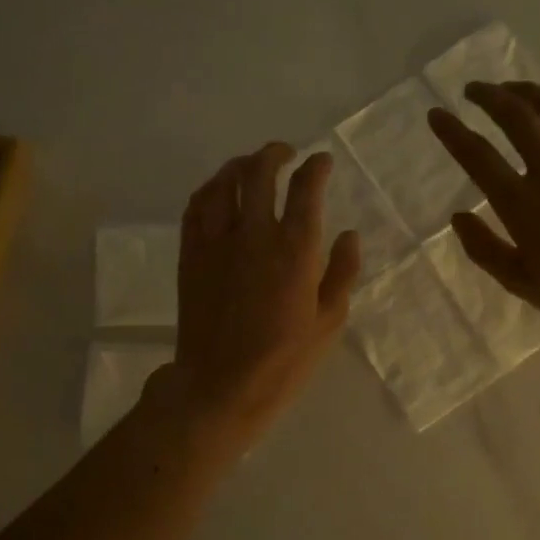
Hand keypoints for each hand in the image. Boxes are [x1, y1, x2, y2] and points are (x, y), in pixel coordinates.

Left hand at [158, 142, 361, 454]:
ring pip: (224, 182)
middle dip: (276, 153)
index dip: (316, 167)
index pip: (307, 188)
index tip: (322, 161)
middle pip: (261, 172)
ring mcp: (217, 242)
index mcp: (296, 250)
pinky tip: (218, 190)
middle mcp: (255, 234)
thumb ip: (342, 272)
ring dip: (240, 165)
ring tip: (251, 164)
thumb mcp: (329, 322)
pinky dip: (210, 189)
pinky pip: (196, 207)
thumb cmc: (283, 361)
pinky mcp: (190, 254)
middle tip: (286, 152)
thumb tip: (349, 234)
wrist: (220, 386)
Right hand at [427, 82, 539, 340]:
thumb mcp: (520, 282)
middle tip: (474, 89)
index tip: (436, 114)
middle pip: (516, 116)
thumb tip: (458, 217)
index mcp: (521, 203)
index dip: (452, 132)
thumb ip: (483, 248)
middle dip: (489, 96)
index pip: (478, 156)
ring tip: (512, 88)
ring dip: (527, 90)